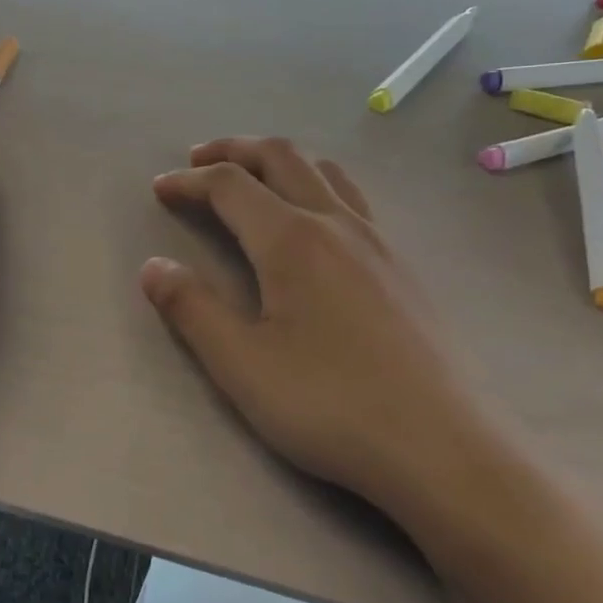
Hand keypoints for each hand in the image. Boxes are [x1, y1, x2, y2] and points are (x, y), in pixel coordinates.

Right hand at [141, 138, 483, 503]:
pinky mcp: (403, 268)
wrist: (449, 453)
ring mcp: (378, 242)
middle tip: (198, 160)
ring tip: (253, 177)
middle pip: (281, 156)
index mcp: (291, 240)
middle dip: (234, 149)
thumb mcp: (241, 365)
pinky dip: (316, 184)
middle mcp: (336, 224)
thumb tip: (153, 266)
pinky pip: (353, 198)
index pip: (230, 184)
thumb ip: (191, 309)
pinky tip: (313, 223)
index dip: (189, 180)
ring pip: (324, 171)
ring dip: (279, 160)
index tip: (160, 189)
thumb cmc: (332, 405)